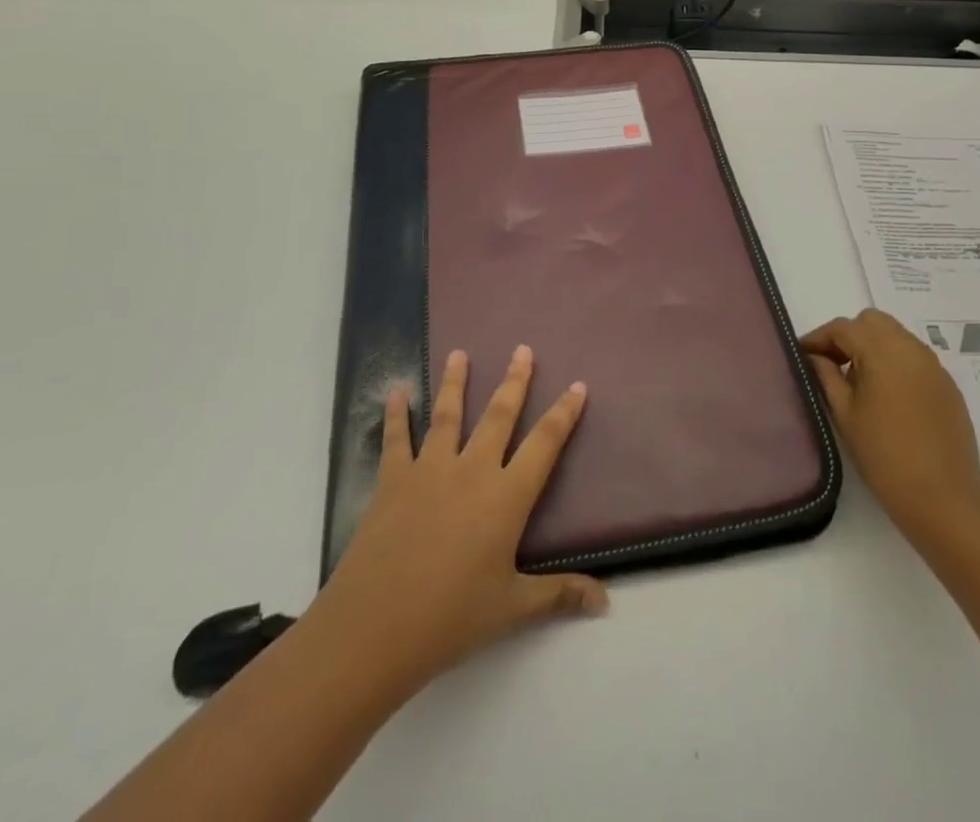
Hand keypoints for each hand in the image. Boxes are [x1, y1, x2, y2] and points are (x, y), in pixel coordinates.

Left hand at [316, 345, 608, 701]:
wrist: (375, 629)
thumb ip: (559, 595)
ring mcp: (429, 470)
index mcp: (506, 496)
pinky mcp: (393, 481)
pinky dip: (397, 415)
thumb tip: (605, 602)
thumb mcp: (512, 609)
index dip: (564, 413)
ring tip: (459, 353)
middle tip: (522, 349)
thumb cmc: (451, 618)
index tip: (577, 385)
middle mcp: (472, 470)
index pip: (545, 444)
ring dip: (455, 382)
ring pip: (448, 415)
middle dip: (514, 381)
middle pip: (499, 415)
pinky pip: (396, 440)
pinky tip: (397, 392)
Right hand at [802, 309, 979, 551]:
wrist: (943, 499)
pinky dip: (895, 363)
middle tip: (832, 364)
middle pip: (872, 322)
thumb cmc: (884, 456)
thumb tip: (814, 357)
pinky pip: (914, 358)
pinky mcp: (947, 385)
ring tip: (858, 381)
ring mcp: (934, 365)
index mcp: (882, 351)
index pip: (843, 328)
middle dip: (849, 336)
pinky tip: (887, 397)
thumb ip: (826, 376)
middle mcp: (911, 348)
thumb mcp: (845, 415)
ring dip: (873, 346)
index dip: (819, 338)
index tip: (802, 355)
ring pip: (896, 336)